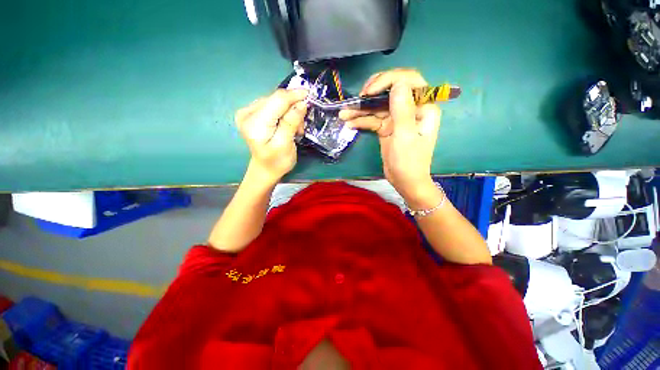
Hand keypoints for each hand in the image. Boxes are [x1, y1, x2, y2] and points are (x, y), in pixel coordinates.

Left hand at [236, 89, 307, 184]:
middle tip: (301, 126)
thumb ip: (291, 122)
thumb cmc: (277, 161)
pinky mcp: (252, 113)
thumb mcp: (286, 144)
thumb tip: (302, 103)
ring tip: (295, 128)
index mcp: (254, 123)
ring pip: (276, 101)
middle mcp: (247, 113)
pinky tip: (287, 124)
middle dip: (293, 108)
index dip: (294, 95)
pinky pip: (273, 106)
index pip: (277, 100)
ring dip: (289, 112)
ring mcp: (248, 112)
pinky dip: (284, 113)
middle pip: (276, 99)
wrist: (265, 169)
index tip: (310, 95)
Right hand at [339, 69, 441, 202]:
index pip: (409, 81)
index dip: (389, 80)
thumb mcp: (405, 136)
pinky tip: (349, 123)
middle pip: (391, 90)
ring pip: (378, 106)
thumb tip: (398, 83)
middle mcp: (410, 108)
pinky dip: (361, 121)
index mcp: (423, 107)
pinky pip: (373, 120)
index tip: (370, 92)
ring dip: (361, 109)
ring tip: (343, 113)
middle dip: (372, 93)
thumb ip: (402, 110)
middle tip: (357, 99)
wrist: (404, 181)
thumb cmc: (409, 162)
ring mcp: (397, 118)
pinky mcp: (386, 127)